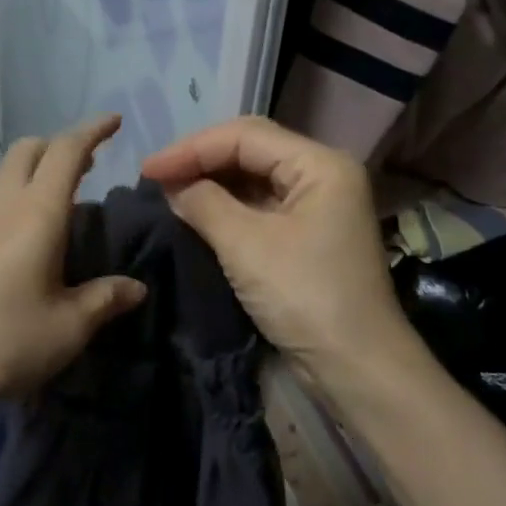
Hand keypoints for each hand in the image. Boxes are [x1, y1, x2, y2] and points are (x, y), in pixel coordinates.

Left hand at [0, 114, 147, 411]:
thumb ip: (105, 299)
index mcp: (37, 213)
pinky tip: (27, 231)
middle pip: (30, 148)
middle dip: (61, 144)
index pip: (67, 151)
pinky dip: (18, 191)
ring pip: (7, 170)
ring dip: (37, 167)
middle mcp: (4, 204)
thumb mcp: (68, 327)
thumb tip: (136, 287)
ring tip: (62, 197)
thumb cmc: (5, 341)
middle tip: (90, 165)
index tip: (115, 121)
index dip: (93, 131)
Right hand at [141, 116, 415, 386]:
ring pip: (254, 175)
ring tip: (169, 190)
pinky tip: (197, 209)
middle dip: (201, 159)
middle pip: (251, 149)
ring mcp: (318, 203)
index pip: (246, 136)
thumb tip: (173, 185)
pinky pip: (261, 203)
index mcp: (320, 164)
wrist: (357, 368)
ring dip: (212, 180)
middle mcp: (323, 173)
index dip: (192, 148)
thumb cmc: (305, 296)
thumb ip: (204, 203)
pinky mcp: (308, 232)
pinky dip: (227, 204)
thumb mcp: (246, 246)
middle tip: (156, 176)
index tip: (148, 169)